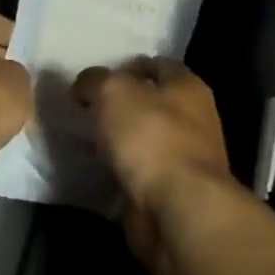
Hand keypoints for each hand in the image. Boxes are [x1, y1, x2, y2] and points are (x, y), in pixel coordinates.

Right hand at [72, 57, 234, 220]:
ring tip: (81, 139)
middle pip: (151, 104)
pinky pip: (136, 174)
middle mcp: (193, 120)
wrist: (177, 210)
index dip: (127, 66)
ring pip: (142, 141)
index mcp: (187, 87)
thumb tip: (85, 85)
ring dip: (116, 141)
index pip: (158, 65)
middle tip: (84, 108)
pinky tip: (91, 171)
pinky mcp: (169, 192)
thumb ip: (95, 80)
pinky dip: (116, 173)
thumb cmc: (151, 138)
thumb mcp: (113, 92)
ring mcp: (183, 159)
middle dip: (119, 106)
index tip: (96, 77)